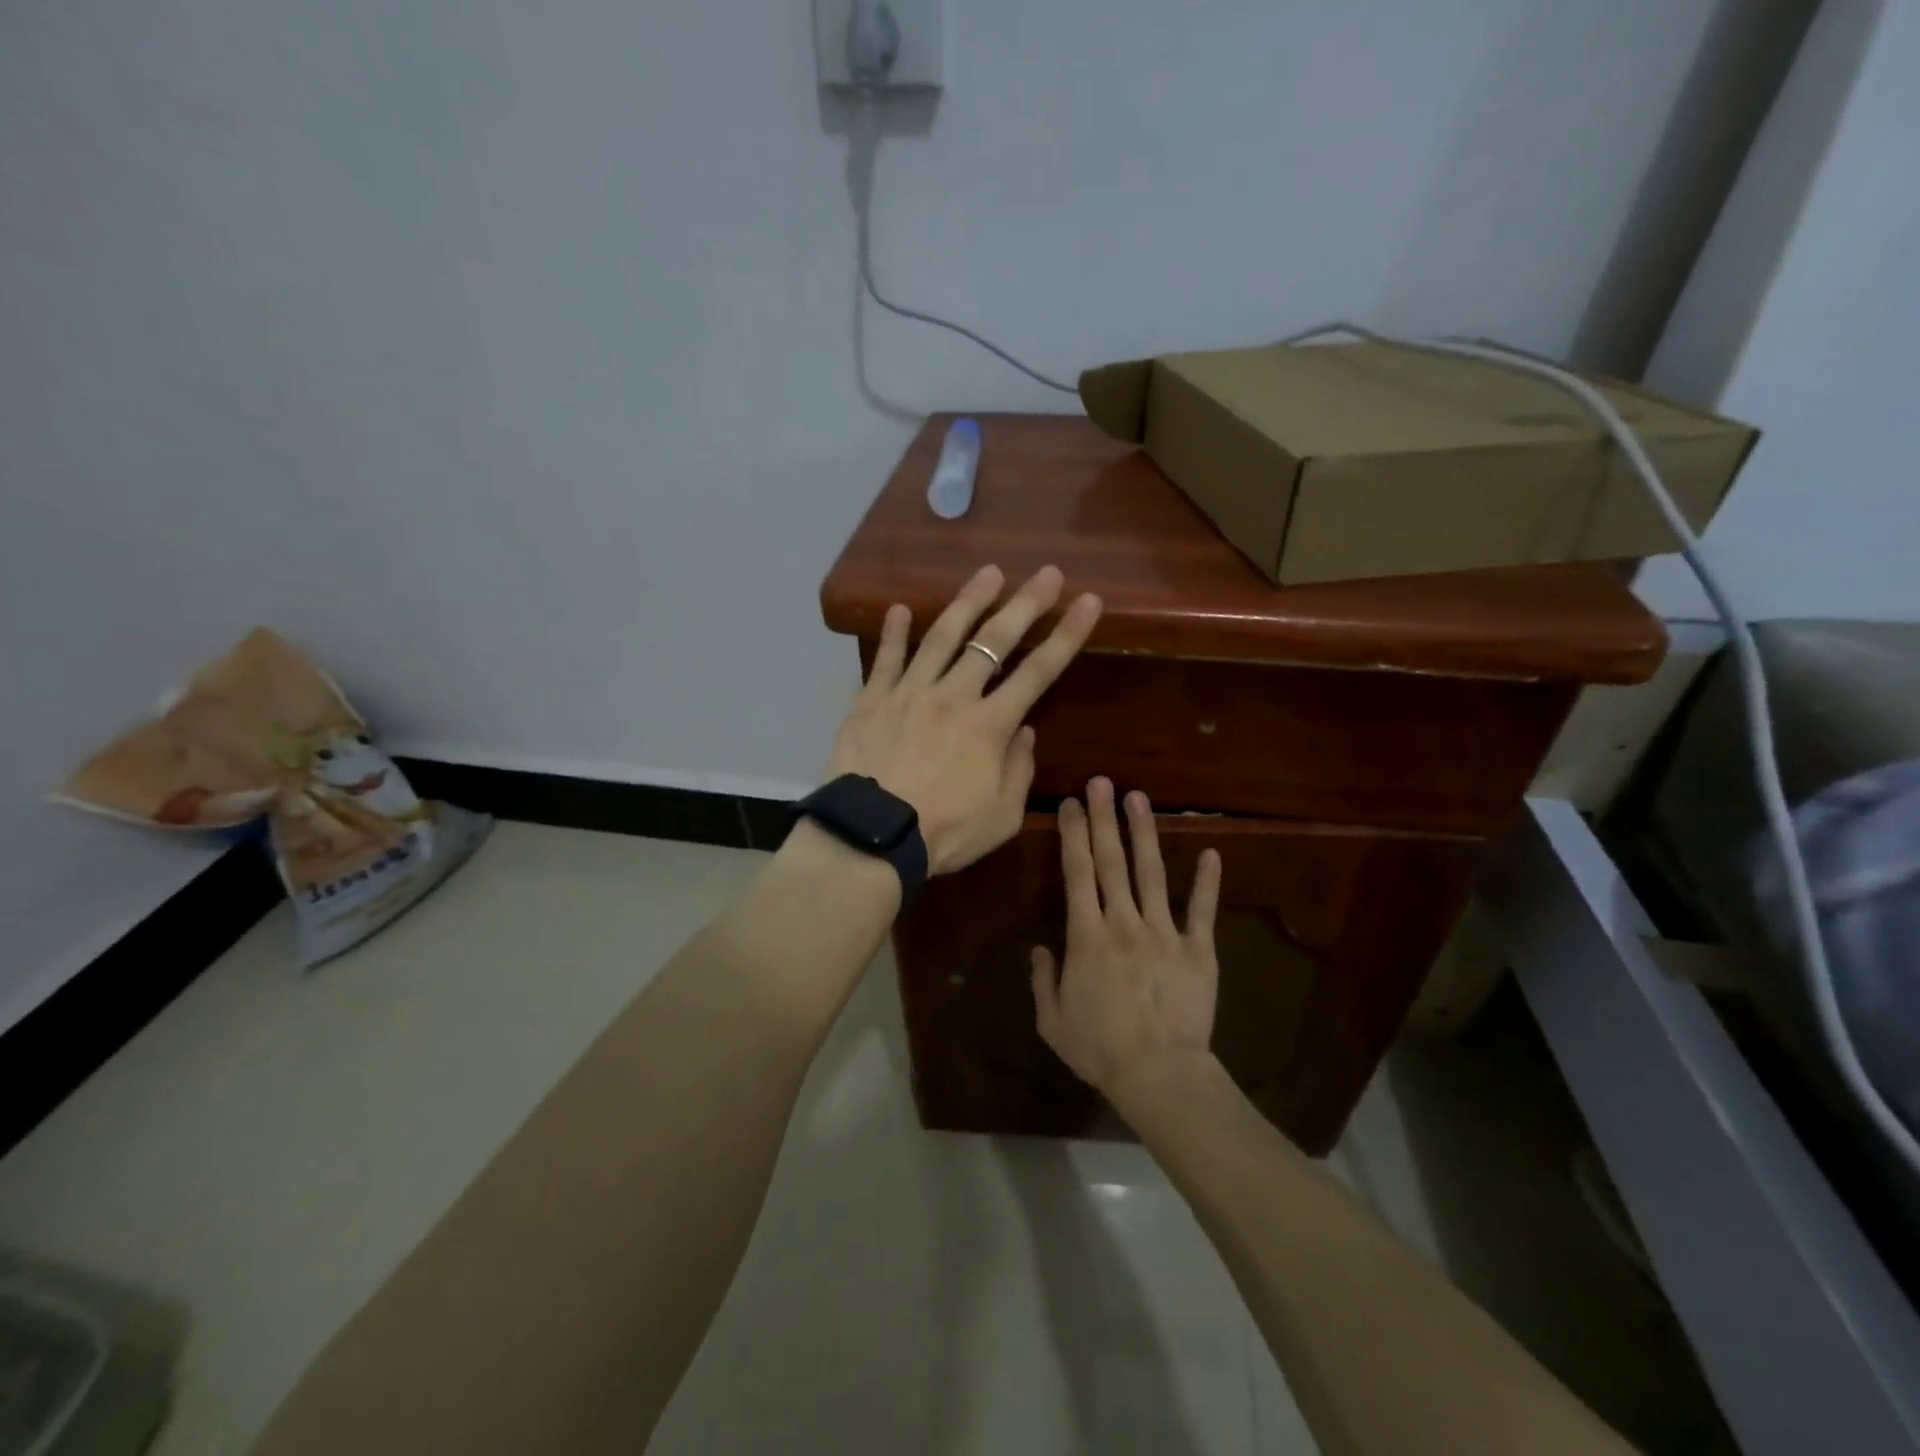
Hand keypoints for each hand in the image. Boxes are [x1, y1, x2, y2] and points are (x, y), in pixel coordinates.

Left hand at [824, 565, 1101, 874]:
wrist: (872, 837)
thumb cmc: (944, 833)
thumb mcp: (1001, 816)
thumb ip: (1018, 770)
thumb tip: (1024, 731)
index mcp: (990, 725)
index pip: (1039, 671)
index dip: (1067, 635)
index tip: (1088, 602)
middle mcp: (954, 696)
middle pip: (994, 641)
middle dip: (1025, 603)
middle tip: (1047, 572)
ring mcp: (910, 693)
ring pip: (942, 637)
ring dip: (967, 602)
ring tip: (987, 573)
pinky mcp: (872, 700)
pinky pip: (885, 660)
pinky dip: (893, 633)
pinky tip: (900, 609)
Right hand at [1031, 780, 1222, 1102]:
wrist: (1160, 1075)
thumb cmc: (1100, 1049)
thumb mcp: (1053, 1021)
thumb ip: (1043, 981)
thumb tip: (1040, 950)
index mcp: (1087, 936)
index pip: (1077, 874)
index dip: (1072, 835)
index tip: (1069, 804)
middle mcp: (1124, 923)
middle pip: (1111, 862)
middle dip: (1103, 818)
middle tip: (1100, 782)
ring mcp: (1164, 933)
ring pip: (1152, 874)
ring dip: (1144, 833)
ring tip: (1139, 798)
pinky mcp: (1198, 950)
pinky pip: (1201, 911)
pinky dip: (1207, 882)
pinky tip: (1211, 852)